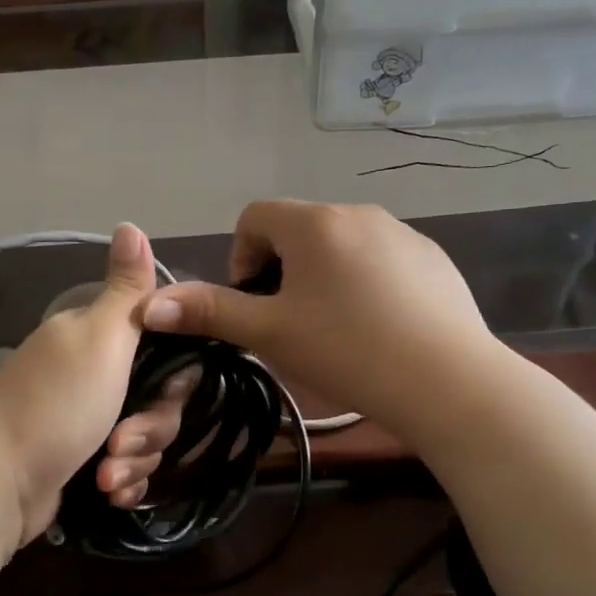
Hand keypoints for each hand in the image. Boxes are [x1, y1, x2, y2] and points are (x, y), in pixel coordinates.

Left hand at [0, 224, 195, 546]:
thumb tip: (131, 223)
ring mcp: (86, 421)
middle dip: (149, 429)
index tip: (167, 394)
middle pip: (159, 401)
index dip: (175, 377)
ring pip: (145, 439)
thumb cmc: (56, 404)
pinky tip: (109, 493)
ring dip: (134, 461)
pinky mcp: (82, 462)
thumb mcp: (100, 338)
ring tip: (106, 477)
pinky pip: (126, 469)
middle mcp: (92, 375)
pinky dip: (123, 482)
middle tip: (120, 442)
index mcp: (97, 339)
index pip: (166, 350)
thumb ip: (127, 290)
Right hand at [138, 200, 502, 443]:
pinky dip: (367, 285)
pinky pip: (383, 262)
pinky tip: (380, 330)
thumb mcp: (270, 333)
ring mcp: (403, 235)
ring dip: (324, 278)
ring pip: (342, 247)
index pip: (255, 216)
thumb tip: (148, 303)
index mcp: (315, 223)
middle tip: (291, 324)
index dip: (241, 258)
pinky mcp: (434, 261)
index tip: (255, 304)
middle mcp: (359, 214)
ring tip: (336, 331)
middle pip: (299, 231)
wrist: (447, 381)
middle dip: (283, 271)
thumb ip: (211, 312)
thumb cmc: (347, 350)